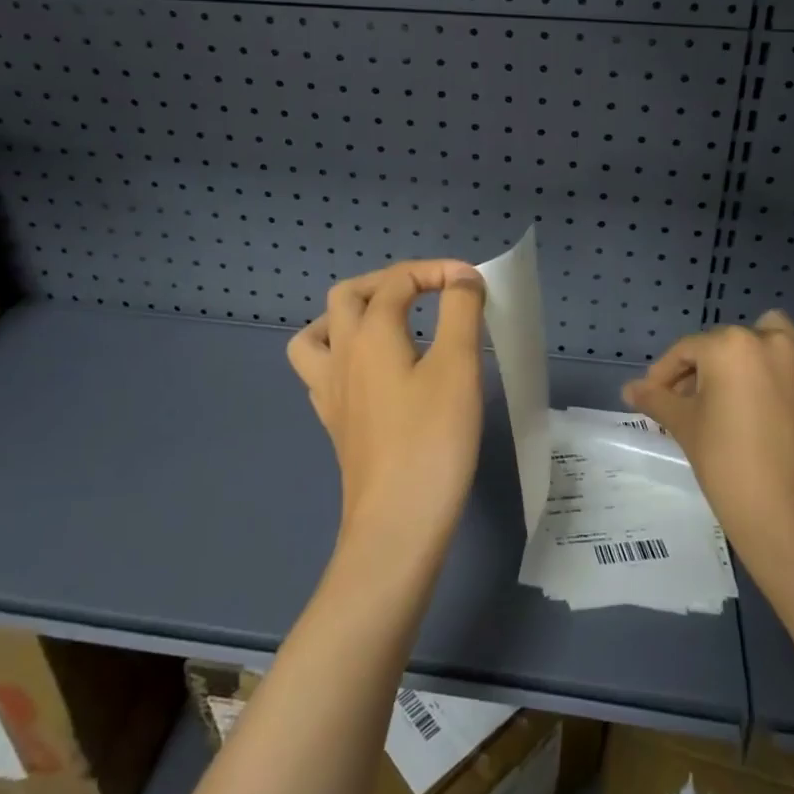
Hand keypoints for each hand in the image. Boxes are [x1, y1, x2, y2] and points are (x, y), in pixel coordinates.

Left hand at [287, 260, 486, 549]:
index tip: (475, 283)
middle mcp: (341, 354)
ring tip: (386, 323)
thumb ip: (461, 310)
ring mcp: (330, 391)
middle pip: (348, 295)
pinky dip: (343, 355)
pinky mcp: (334, 423)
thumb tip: (461, 277)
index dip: (437, 270)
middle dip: (389, 281)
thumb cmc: (433, 439)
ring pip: (318, 332)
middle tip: (428, 292)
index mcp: (370, 334)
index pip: (398, 281)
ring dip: (350, 315)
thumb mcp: (459, 366)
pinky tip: (372, 373)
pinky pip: (322, 371)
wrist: (397, 522)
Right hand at [622, 310, 793, 574]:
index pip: (688, 350)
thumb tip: (629, 389)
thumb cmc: (726, 464)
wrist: (792, 517)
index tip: (656, 395)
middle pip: (732, 342)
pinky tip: (779, 418)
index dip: (666, 373)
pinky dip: (791, 387)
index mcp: (732, 345)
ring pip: (779, 344)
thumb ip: (656, 399)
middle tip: (698, 399)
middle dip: (711, 365)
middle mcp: (776, 343)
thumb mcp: (684, 426)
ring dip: (757, 359)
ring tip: (744, 394)